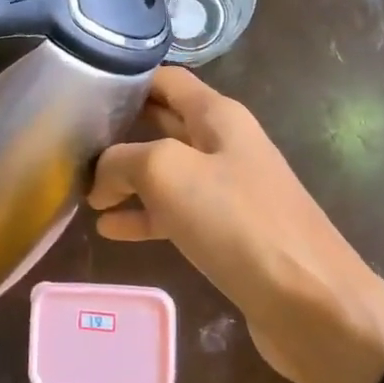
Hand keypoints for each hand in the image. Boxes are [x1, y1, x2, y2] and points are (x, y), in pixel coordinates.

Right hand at [88, 68, 383, 382]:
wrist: (311, 303)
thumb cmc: (239, 222)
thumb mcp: (168, 173)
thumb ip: (124, 159)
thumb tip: (102, 174)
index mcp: (218, 115)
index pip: (167, 80)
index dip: (128, 80)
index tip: (83, 89)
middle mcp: (224, 144)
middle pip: (164, 123)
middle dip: (121, 129)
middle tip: (72, 139)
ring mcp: (228, 190)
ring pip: (166, 172)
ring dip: (127, 178)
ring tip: (82, 188)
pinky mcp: (228, 234)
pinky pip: (176, 214)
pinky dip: (143, 217)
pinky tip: (108, 229)